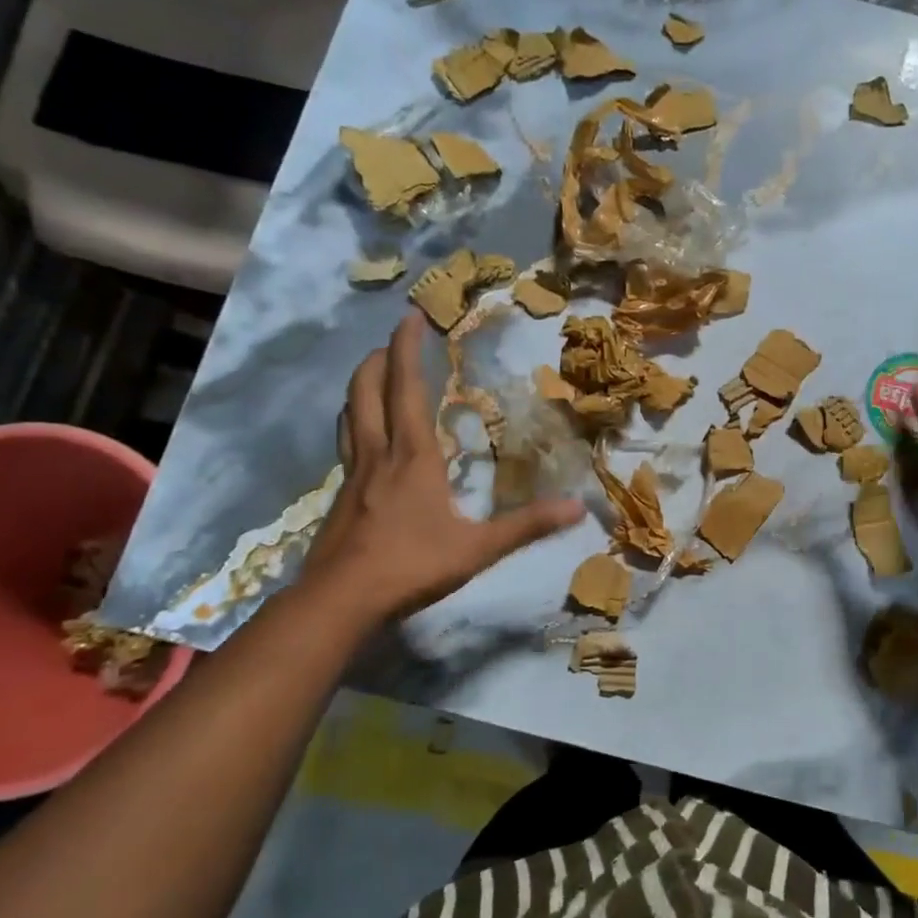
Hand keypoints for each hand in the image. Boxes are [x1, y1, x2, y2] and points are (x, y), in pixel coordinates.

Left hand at [301, 315, 584, 624]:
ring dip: (361, 387)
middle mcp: (378, 455)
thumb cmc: (411, 565)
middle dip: (378, 359)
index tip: (410, 317)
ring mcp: (352, 475)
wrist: (340, 600)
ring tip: (375, 377)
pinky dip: (355, 423)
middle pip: (366, 390)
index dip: (406, 349)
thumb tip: (577, 508)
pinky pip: (347, 444)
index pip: (406, 388)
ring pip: (349, 415)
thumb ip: (527, 526)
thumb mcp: (478, 548)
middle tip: (393, 341)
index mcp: (412, 456)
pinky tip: (367, 441)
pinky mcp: (339, 497)